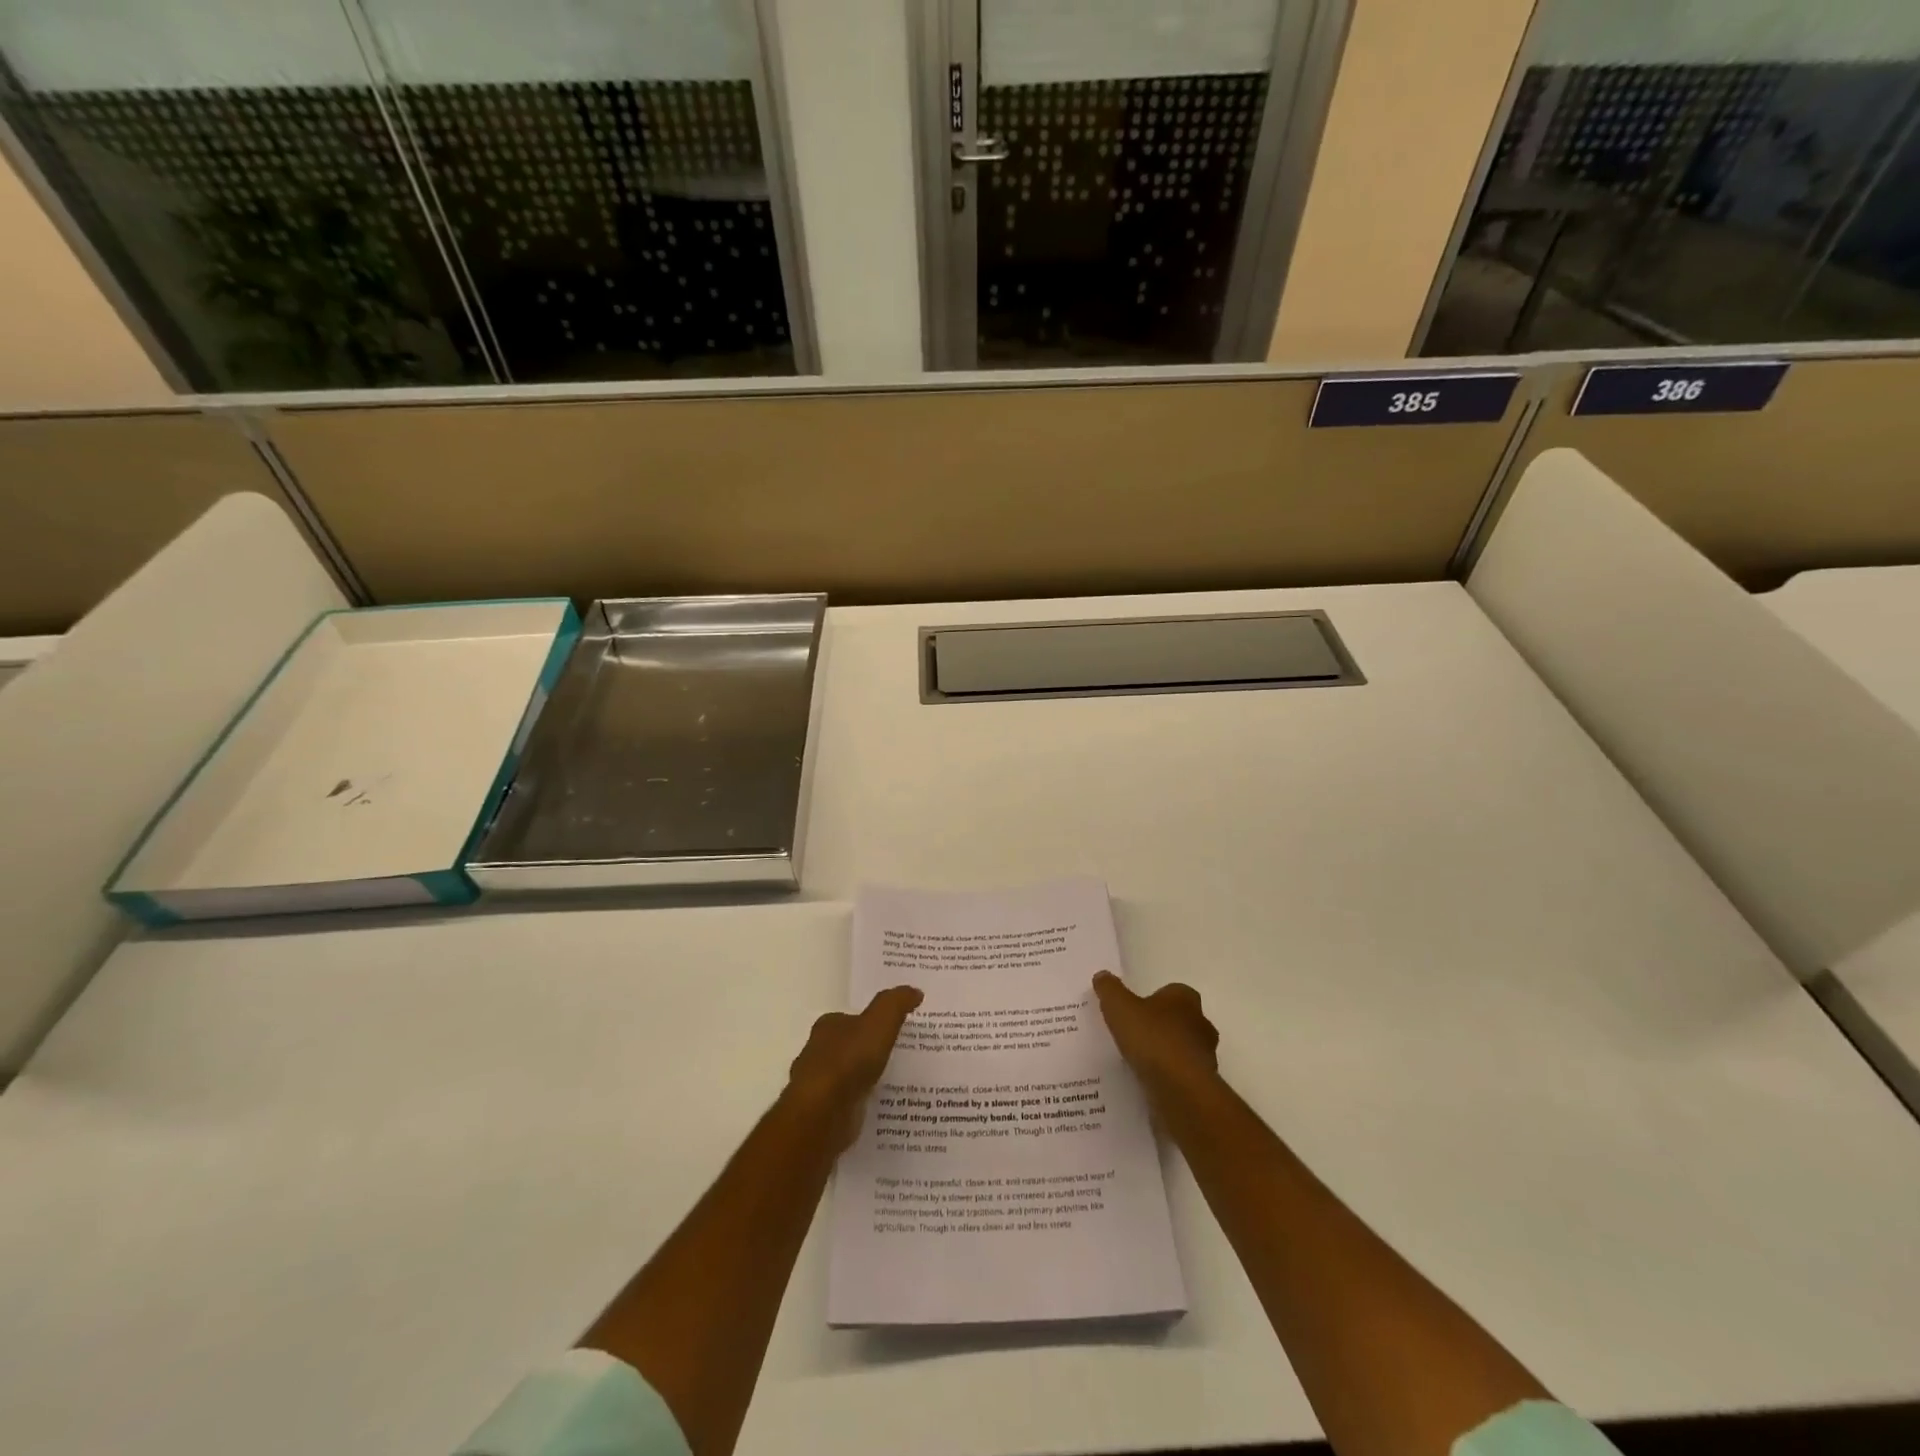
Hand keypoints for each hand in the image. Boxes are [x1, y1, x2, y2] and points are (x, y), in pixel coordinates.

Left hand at [786, 985, 923, 1149]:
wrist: (823, 1113)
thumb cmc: (848, 1060)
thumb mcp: (879, 1022)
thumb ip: (896, 1004)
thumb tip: (915, 991)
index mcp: (828, 1027)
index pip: (850, 1019)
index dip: (870, 1022)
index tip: (893, 1028)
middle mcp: (819, 1053)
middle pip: (848, 1047)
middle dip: (869, 1051)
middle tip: (900, 1054)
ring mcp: (820, 1086)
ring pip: (849, 1077)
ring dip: (867, 1079)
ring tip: (898, 1082)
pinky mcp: (825, 1114)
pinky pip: (851, 1104)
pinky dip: (864, 1103)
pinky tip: (883, 1106)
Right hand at [1092, 971, 1219, 1109]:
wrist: (1180, 1090)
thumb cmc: (1152, 1039)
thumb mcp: (1119, 1007)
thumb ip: (1110, 990)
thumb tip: (1102, 976)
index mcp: (1185, 999)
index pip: (1172, 992)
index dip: (1153, 999)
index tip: (1134, 1010)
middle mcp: (1201, 1024)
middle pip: (1179, 1020)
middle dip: (1160, 1027)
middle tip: (1133, 1035)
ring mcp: (1205, 1056)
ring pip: (1182, 1049)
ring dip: (1164, 1054)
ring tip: (1137, 1062)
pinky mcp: (1203, 1085)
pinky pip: (1181, 1076)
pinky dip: (1167, 1078)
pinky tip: (1147, 1083)